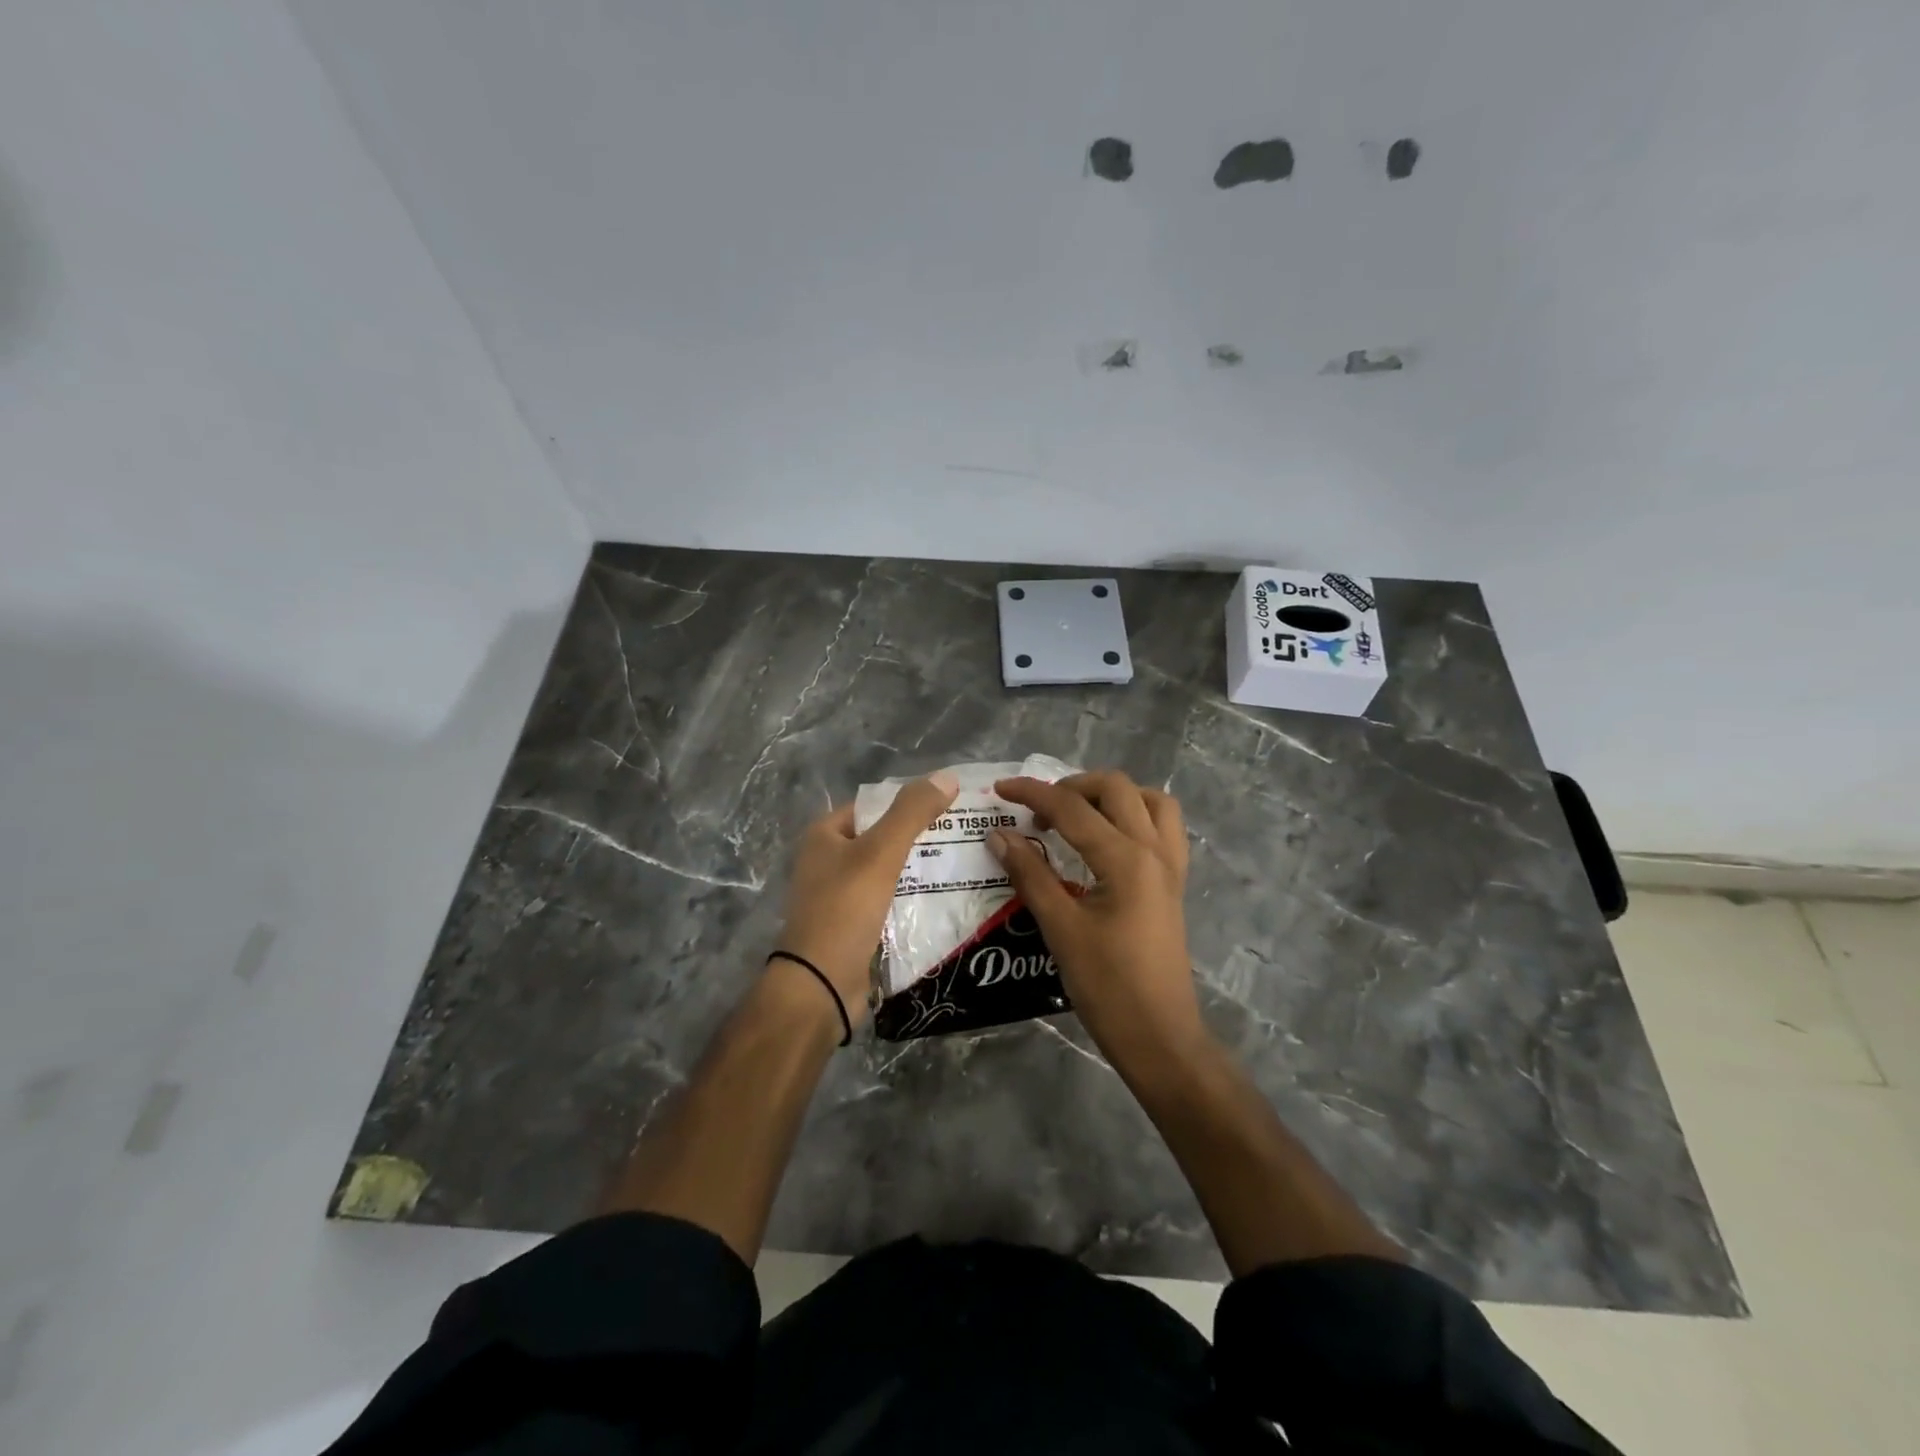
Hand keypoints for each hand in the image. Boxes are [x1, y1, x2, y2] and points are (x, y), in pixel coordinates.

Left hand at [774, 771, 959, 1031]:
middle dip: (920, 838)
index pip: (874, 805)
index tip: (951, 806)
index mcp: (825, 835)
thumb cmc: (844, 909)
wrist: (820, 985)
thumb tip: (947, 776)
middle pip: (883, 838)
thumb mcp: (881, 853)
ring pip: (889, 872)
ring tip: (964, 863)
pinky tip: (946, 898)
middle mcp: (828, 861)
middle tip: (965, 836)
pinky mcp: (854, 926)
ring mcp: (840, 896)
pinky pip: (890, 902)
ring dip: (920, 869)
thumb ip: (912, 813)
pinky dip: (913, 898)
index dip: (909, 802)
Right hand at [989, 771, 1203, 1062]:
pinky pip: (1164, 827)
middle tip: (1039, 812)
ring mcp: (1170, 865)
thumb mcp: (1060, 928)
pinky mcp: (1174, 883)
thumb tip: (998, 834)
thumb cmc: (1107, 986)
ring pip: (1149, 800)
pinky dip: (1136, 816)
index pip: (1072, 807)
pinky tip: (1109, 839)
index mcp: (1125, 859)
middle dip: (1072, 787)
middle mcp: (1153, 850)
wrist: (1159, 1036)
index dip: (1032, 793)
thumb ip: (1030, 874)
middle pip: (1115, 788)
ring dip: (1111, 796)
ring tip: (1078, 816)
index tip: (999, 789)